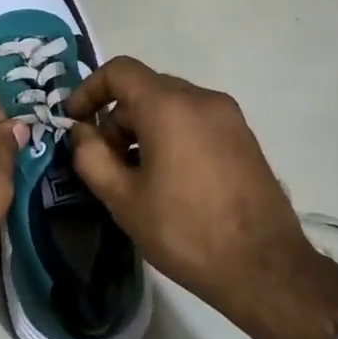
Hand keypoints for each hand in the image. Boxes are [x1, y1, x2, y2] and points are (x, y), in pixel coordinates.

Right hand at [62, 57, 337, 338]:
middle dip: (115, 117)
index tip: (74, 122)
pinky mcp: (244, 137)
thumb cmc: (184, 231)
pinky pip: (195, 121)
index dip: (88, 90)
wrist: (264, 267)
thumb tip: (81, 132)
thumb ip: (91, 156)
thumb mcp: (123, 199)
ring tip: (135, 176)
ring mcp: (229, 117)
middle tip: (105, 161)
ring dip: (143, 128)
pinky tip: (168, 179)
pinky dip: (171, 135)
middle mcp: (202, 99)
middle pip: (145, 88)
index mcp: (169, 106)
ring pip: (171, 105)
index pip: (119, 71)